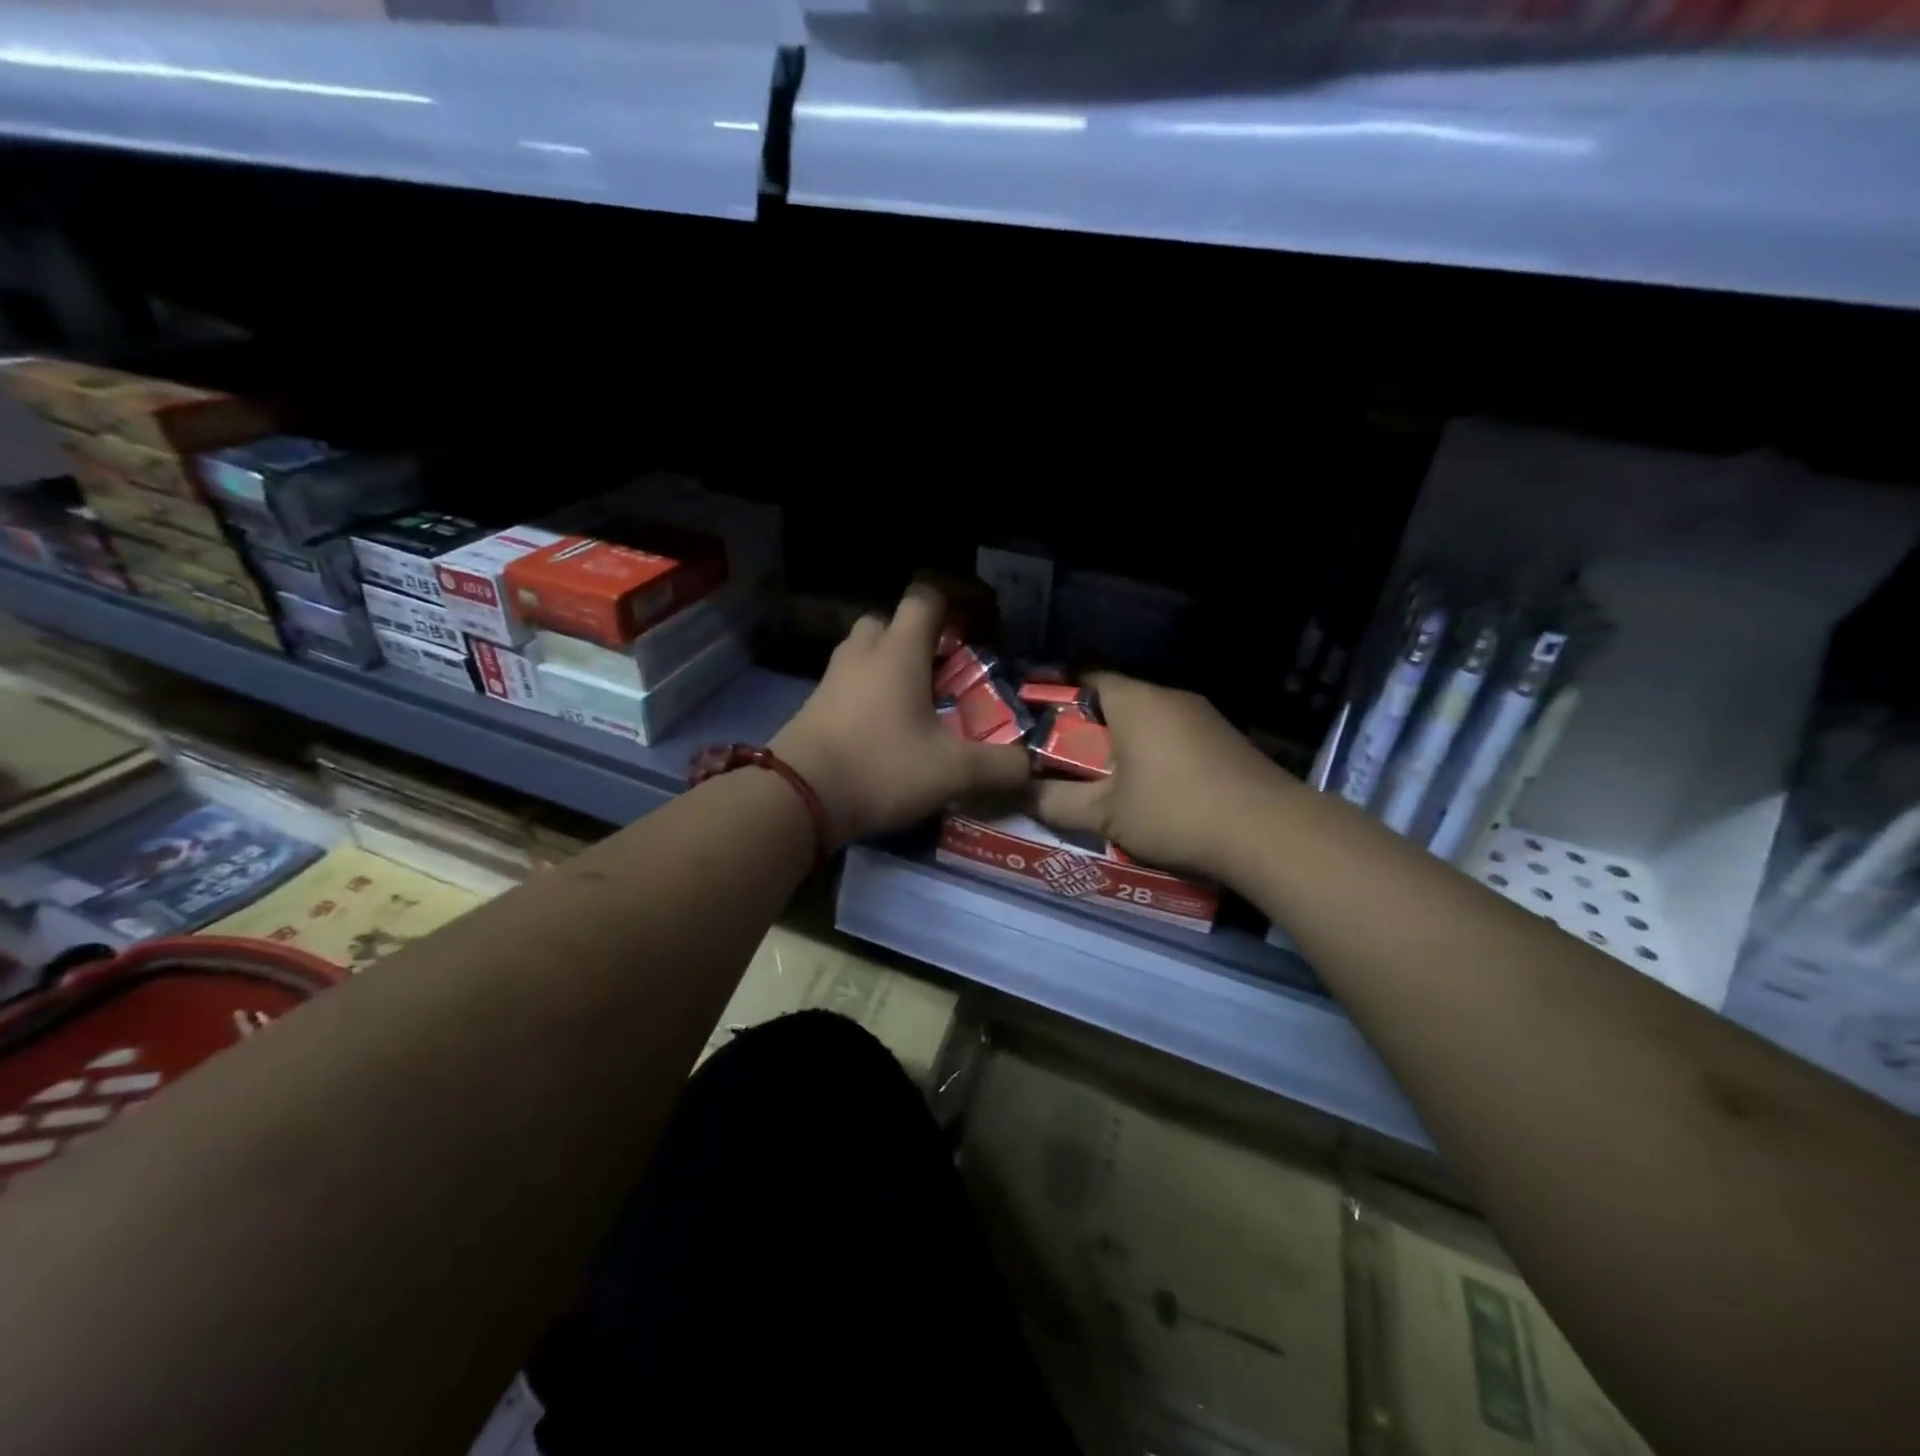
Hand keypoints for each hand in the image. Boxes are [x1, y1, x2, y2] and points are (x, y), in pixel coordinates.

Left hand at [771, 586, 1030, 846]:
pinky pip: (848, 684)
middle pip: (889, 621)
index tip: (978, 618)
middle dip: (918, 635)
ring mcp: (832, 680)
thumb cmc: (880, 768)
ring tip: (917, 699)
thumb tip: (1030, 768)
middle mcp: (862, 655)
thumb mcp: (952, 772)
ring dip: (890, 664)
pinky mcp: (813, 707)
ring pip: (864, 652)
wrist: (797, 799)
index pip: (925, 597)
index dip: (954, 597)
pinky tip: (886, 728)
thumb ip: (999, 767)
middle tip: (943, 667)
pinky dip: (869, 693)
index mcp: (898, 652)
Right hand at [1028, 673, 1285, 882]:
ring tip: (1103, 779)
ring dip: (1124, 744)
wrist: (1268, 832)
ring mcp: (1204, 717)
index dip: (1057, 694)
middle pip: (1117, 701)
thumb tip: (1019, 797)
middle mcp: (1169, 697)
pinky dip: (1155, 755)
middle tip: (1063, 758)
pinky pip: (1175, 738)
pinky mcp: (1226, 741)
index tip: (1036, 719)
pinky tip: (1151, 790)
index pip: (1086, 676)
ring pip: (1149, 721)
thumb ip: (1057, 803)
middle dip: (1088, 727)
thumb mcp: (1106, 814)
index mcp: (1135, 700)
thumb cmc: (1174, 810)